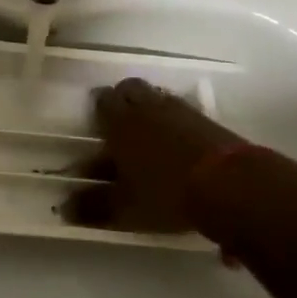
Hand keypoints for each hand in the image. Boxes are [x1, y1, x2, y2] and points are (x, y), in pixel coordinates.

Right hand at [73, 78, 246, 238]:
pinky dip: (177, 124)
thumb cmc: (166, 192)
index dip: (98, 108)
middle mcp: (148, 108)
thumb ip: (94, 206)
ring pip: (158, 98)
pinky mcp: (208, 122)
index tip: (97, 124)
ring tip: (150, 137)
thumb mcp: (125, 207)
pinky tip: (180, 146)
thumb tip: (64, 209)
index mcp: (120, 122)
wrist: (232, 186)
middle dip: (123, 100)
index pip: (102, 100)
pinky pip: (184, 113)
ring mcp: (181, 112)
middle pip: (130, 89)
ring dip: (151, 110)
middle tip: (122, 124)